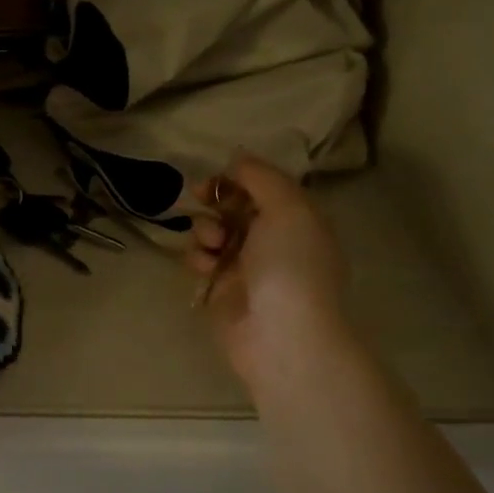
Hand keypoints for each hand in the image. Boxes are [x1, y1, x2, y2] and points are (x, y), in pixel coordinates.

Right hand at [186, 155, 357, 396]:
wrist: (281, 335)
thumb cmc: (290, 265)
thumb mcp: (287, 207)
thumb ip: (261, 176)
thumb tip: (237, 157)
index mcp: (295, 218)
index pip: (260, 185)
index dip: (236, 177)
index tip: (217, 177)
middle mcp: (270, 238)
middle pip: (232, 205)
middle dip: (214, 199)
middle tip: (200, 197)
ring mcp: (244, 265)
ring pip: (210, 231)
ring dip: (204, 229)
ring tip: (212, 244)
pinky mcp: (220, 289)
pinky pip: (200, 261)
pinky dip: (198, 258)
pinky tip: (206, 267)